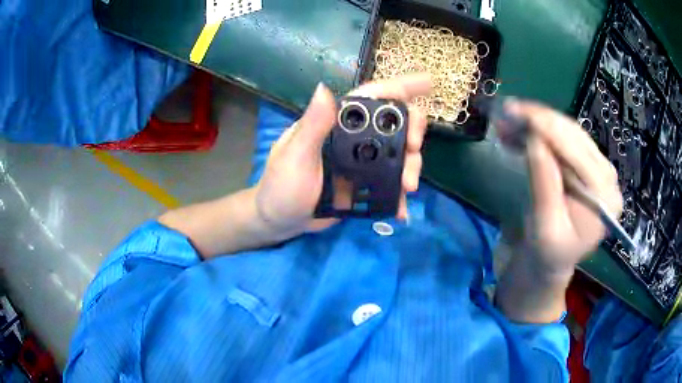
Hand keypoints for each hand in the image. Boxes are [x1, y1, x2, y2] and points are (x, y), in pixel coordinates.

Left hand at [254, 74, 431, 238]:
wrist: (280, 221)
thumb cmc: (281, 186)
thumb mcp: (295, 157)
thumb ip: (312, 126)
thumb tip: (324, 88)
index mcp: (336, 123)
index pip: (371, 98)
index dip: (400, 86)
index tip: (428, 83)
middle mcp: (353, 138)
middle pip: (394, 125)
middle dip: (412, 133)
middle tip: (415, 148)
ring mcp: (361, 162)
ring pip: (397, 155)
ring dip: (410, 167)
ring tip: (409, 187)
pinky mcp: (364, 185)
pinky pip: (389, 184)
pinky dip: (398, 194)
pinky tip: (402, 207)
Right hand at [506, 100, 622, 278]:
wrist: (553, 259)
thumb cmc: (549, 252)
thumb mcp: (544, 227)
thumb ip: (544, 185)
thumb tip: (533, 140)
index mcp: (604, 198)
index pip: (577, 153)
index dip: (547, 129)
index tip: (516, 112)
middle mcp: (607, 177)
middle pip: (574, 136)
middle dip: (539, 120)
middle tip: (506, 111)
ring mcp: (598, 167)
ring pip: (568, 131)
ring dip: (537, 122)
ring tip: (508, 119)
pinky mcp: (587, 163)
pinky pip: (564, 138)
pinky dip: (541, 131)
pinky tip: (521, 130)